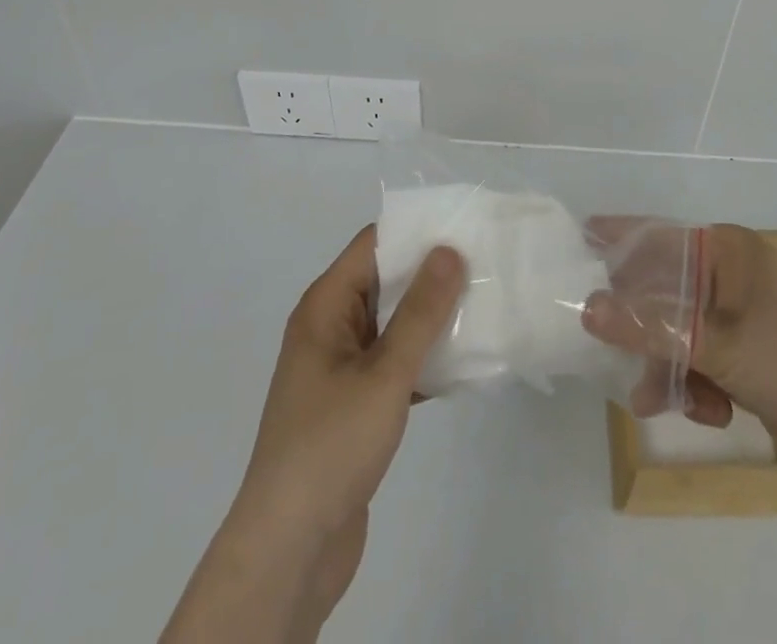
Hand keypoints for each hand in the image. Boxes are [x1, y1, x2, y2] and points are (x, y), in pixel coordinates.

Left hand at [239, 226, 464, 534]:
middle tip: (486, 264)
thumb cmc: (331, 445)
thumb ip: (421, 311)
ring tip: (486, 304)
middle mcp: (330, 327)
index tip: (465, 226)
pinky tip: (465, 361)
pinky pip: (394, 363)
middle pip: (385, 281)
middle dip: (432, 273)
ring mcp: (341, 368)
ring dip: (432, 318)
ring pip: (393, 324)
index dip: (416, 231)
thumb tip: (449, 249)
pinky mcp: (354, 405)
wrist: (290, 551)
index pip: (374, 244)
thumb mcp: (385, 373)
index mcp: (325, 307)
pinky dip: (424, 358)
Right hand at [581, 223, 776, 491]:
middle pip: (664, 294)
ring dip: (668, 369)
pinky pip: (701, 365)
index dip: (619, 239)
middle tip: (613, 351)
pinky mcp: (748, 361)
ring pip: (679, 336)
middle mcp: (731, 279)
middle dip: (642, 331)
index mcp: (729, 252)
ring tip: (658, 402)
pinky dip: (696, 389)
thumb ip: (650, 327)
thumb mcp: (718, 343)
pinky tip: (709, 413)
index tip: (578, 240)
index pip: (660, 237)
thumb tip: (587, 308)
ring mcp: (740, 321)